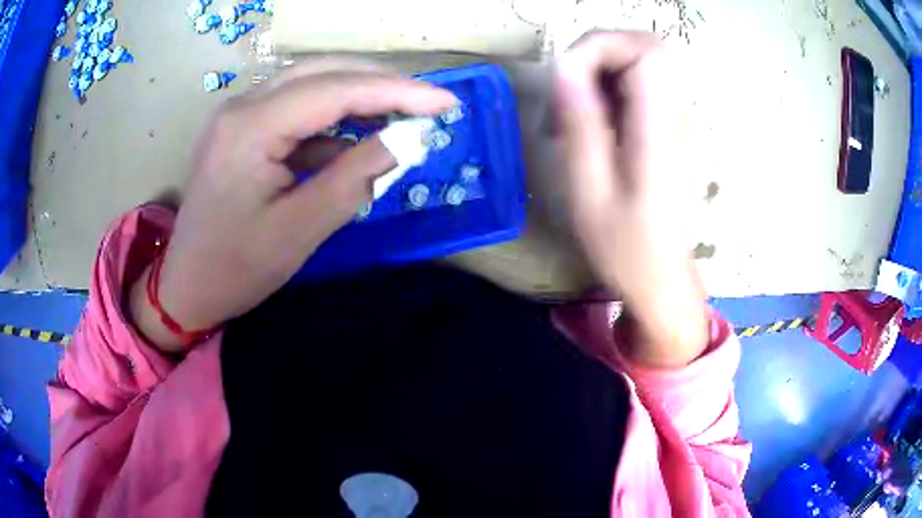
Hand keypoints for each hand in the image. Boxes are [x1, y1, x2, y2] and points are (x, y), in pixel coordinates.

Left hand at [130, 63, 457, 351]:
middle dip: (381, 84)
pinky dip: (333, 119)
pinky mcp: (243, 128)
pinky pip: (296, 109)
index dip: (397, 91)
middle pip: (323, 72)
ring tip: (401, 115)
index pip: (335, 90)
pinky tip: (356, 139)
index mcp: (250, 128)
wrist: (187, 286)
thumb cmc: (236, 268)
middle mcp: (242, 106)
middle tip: (426, 104)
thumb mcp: (301, 230)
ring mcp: (240, 114)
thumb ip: (356, 179)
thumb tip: (407, 141)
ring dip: (358, 96)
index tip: (446, 102)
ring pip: (311, 84)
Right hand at [555, 32, 708, 366]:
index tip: (566, 76)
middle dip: (601, 52)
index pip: (645, 51)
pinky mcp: (674, 130)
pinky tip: (596, 123)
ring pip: (646, 63)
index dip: (600, 47)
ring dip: (604, 71)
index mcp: (662, 130)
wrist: (663, 279)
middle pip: (650, 47)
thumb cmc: (626, 248)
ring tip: (576, 111)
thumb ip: (580, 123)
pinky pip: (646, 86)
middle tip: (569, 86)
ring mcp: (681, 122)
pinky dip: (615, 89)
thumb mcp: (590, 190)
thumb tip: (564, 69)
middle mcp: (680, 117)